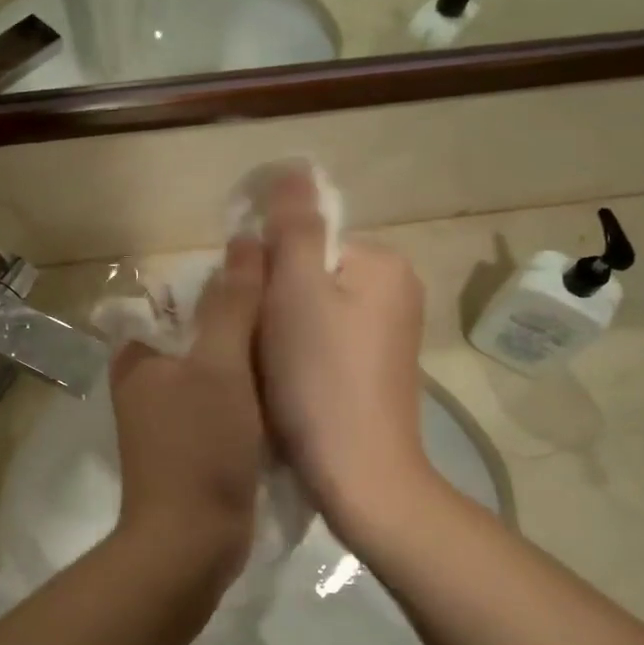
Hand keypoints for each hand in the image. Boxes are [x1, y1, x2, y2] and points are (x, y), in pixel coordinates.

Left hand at [109, 238, 266, 556]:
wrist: (192, 543)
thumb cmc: (200, 447)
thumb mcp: (219, 366)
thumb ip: (231, 304)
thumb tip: (245, 241)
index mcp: (139, 352)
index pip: (184, 297)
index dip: (230, 283)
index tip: (276, 278)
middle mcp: (148, 377)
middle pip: (204, 331)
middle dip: (246, 319)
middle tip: (296, 308)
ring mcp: (170, 412)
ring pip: (219, 366)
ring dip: (253, 355)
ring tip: (300, 336)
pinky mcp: (194, 440)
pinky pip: (227, 398)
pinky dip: (252, 389)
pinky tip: (287, 382)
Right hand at [257, 167, 435, 538]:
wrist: (359, 475)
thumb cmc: (320, 378)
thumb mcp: (296, 291)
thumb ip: (292, 226)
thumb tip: (292, 168)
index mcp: (381, 263)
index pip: (306, 238)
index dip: (266, 266)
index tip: (248, 306)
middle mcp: (395, 291)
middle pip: (307, 273)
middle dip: (271, 299)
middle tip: (251, 339)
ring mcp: (387, 335)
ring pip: (309, 310)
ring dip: (277, 328)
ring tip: (262, 366)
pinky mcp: (374, 371)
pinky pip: (321, 341)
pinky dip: (296, 354)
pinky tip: (284, 383)